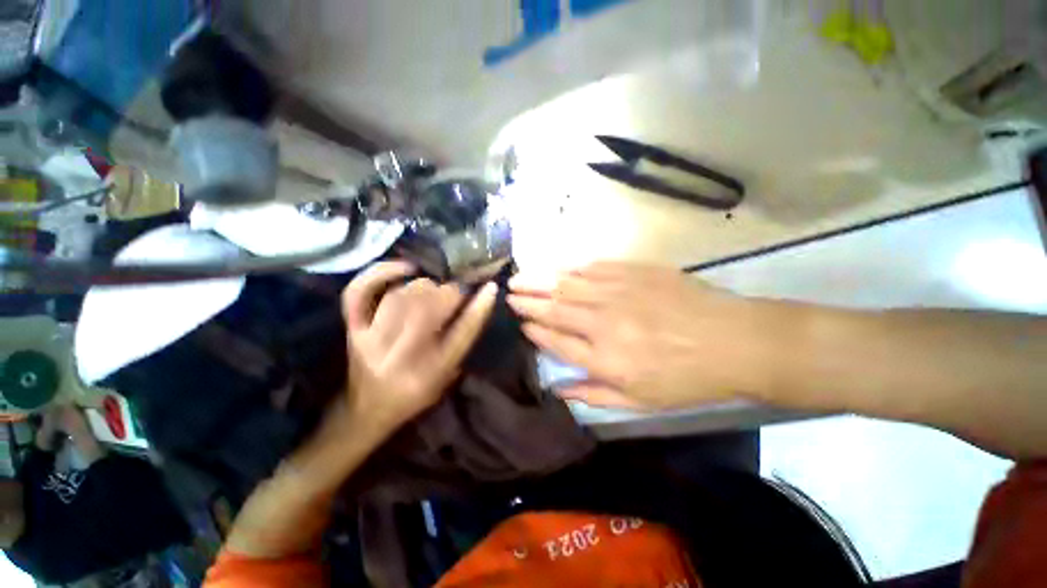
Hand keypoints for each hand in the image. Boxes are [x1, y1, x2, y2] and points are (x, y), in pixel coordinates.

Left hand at [342, 261, 497, 431]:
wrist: (366, 411)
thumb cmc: (414, 396)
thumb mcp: (446, 376)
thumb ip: (461, 341)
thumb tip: (475, 301)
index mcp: (430, 372)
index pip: (462, 333)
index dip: (479, 307)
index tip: (491, 287)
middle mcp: (399, 356)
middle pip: (428, 310)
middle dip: (449, 293)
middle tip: (455, 292)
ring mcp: (370, 340)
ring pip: (400, 297)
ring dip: (424, 286)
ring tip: (433, 289)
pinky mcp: (353, 329)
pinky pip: (360, 292)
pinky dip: (381, 273)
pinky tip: (405, 269)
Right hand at [508, 262, 774, 409]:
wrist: (734, 341)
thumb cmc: (686, 379)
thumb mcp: (640, 402)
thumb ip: (593, 394)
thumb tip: (557, 390)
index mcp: (604, 358)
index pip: (555, 340)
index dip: (534, 330)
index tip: (521, 323)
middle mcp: (603, 322)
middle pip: (554, 308)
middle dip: (527, 300)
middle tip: (508, 293)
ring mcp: (618, 292)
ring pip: (567, 284)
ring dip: (539, 280)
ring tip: (518, 277)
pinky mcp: (634, 271)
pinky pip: (593, 267)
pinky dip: (572, 268)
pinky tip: (559, 268)